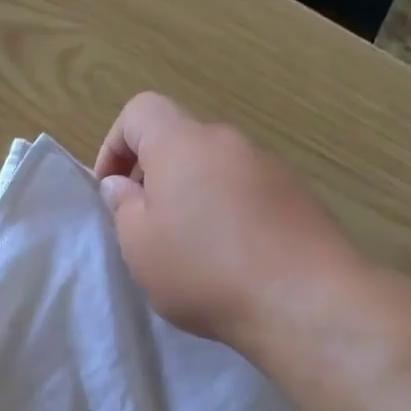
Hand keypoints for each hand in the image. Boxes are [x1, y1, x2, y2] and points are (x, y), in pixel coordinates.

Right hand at [94, 92, 365, 350]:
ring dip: (192, 197)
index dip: (114, 145)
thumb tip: (120, 184)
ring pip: (215, 169)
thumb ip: (123, 207)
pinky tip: (229, 259)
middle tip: (144, 226)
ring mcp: (270, 167)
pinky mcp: (297, 196)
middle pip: (180, 141)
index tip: (109, 191)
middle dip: (154, 176)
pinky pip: (246, 193)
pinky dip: (227, 213)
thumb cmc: (202, 270)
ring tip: (188, 250)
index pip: (140, 111)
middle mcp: (228, 142)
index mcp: (182, 144)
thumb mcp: (140, 245)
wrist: (300, 299)